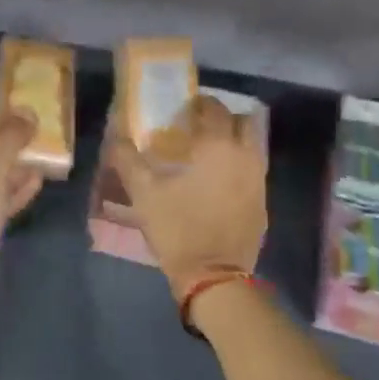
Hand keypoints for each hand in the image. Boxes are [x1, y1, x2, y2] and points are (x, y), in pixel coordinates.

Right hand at [110, 95, 267, 300]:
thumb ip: (127, 159)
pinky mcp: (263, 202)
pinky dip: (238, 166)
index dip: (200, 104)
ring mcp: (259, 180)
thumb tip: (115, 136)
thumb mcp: (143, 193)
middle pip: (243, 122)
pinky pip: (253, 171)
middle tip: (198, 127)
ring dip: (233, 142)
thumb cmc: (177, 228)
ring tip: (207, 153)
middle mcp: (246, 156)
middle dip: (223, 119)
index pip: (215, 109)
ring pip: (251, 147)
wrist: (214, 276)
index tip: (184, 108)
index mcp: (218, 147)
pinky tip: (217, 181)